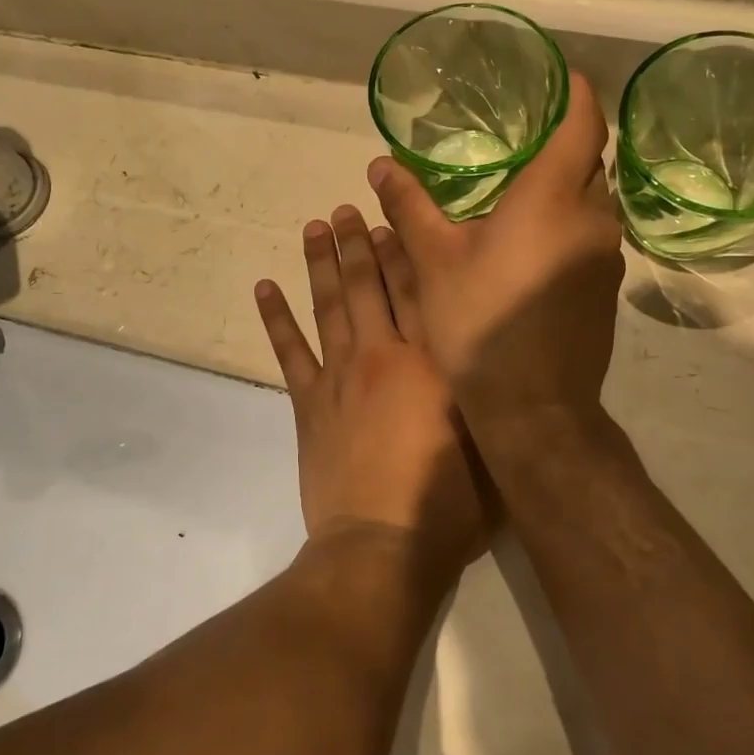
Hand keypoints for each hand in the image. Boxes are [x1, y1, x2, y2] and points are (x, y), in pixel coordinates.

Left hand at [255, 204, 487, 577]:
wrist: (382, 545)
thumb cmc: (450, 502)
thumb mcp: (489, 439)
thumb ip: (484, 389)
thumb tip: (485, 350)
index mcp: (431, 360)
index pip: (416, 289)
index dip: (403, 250)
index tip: (391, 218)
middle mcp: (383, 354)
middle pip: (368, 286)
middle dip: (357, 243)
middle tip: (344, 209)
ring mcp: (340, 377)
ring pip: (328, 306)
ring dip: (319, 264)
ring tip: (312, 228)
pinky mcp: (309, 405)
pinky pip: (288, 352)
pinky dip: (276, 318)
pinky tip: (265, 288)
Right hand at [366, 72, 623, 427]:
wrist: (534, 408)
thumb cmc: (479, 323)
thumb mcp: (433, 260)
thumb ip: (410, 206)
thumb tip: (380, 164)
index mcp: (553, 197)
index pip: (582, 122)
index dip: (574, 92)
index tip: (556, 76)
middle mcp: (593, 218)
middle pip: (588, 161)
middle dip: (560, 143)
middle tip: (517, 138)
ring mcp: (606, 257)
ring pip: (589, 202)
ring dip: (560, 190)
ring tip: (514, 193)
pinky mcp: (606, 289)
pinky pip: (589, 236)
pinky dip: (563, 225)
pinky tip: (525, 247)